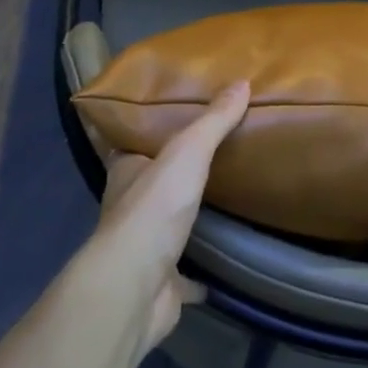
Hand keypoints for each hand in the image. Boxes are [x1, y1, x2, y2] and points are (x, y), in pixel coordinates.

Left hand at [85, 81, 250, 353]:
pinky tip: (225, 264)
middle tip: (213, 156)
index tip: (176, 119)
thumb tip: (241, 82)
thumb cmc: (154, 209)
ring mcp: (145, 249)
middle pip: (152, 184)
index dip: (150, 132)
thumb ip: (213, 122)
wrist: (137, 286)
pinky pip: (186, 275)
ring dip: (187, 218)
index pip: (133, 144)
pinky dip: (202, 272)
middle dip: (174, 174)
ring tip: (225, 201)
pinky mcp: (162, 283)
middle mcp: (130, 207)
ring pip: (168, 227)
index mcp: (126, 172)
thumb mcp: (187, 152)